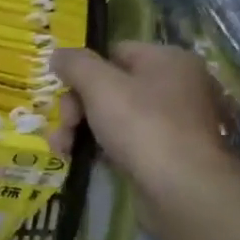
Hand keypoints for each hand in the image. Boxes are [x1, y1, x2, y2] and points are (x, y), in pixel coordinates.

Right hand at [49, 42, 236, 192]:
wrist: (182, 187)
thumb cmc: (142, 126)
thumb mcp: (100, 86)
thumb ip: (76, 64)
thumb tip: (58, 53)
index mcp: (167, 60)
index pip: (114, 52)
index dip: (83, 72)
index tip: (63, 94)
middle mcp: (176, 85)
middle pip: (110, 86)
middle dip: (77, 108)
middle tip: (63, 129)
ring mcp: (174, 121)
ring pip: (114, 116)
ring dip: (82, 130)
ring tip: (63, 151)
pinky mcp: (168, 152)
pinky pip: (126, 140)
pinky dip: (102, 147)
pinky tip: (83, 160)